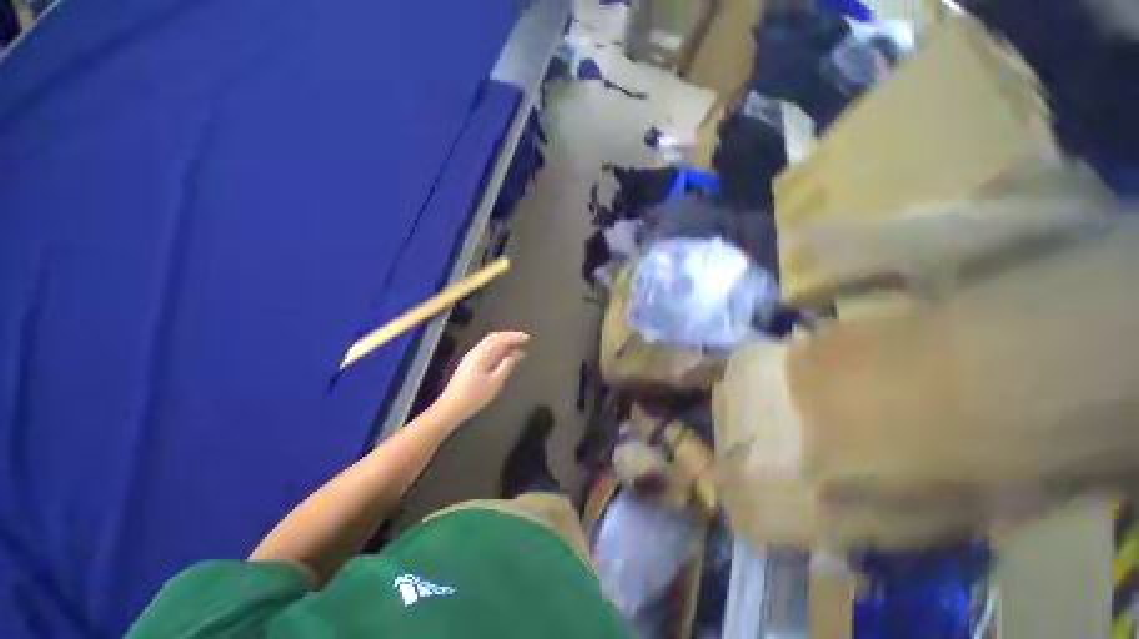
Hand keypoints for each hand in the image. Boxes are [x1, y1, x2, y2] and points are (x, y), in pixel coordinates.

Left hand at [434, 331, 528, 425]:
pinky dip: (498, 350)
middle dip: (509, 337)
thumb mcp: (495, 382)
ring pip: (489, 344)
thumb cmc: (474, 396)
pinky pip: (486, 350)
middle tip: (523, 340)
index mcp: (481, 355)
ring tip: (517, 350)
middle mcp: (475, 352)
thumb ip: (506, 366)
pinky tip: (504, 358)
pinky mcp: (469, 364)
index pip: (500, 340)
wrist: (450, 408)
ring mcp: (471, 357)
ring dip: (504, 343)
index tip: (527, 338)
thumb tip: (515, 354)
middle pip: (493, 338)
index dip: (514, 337)